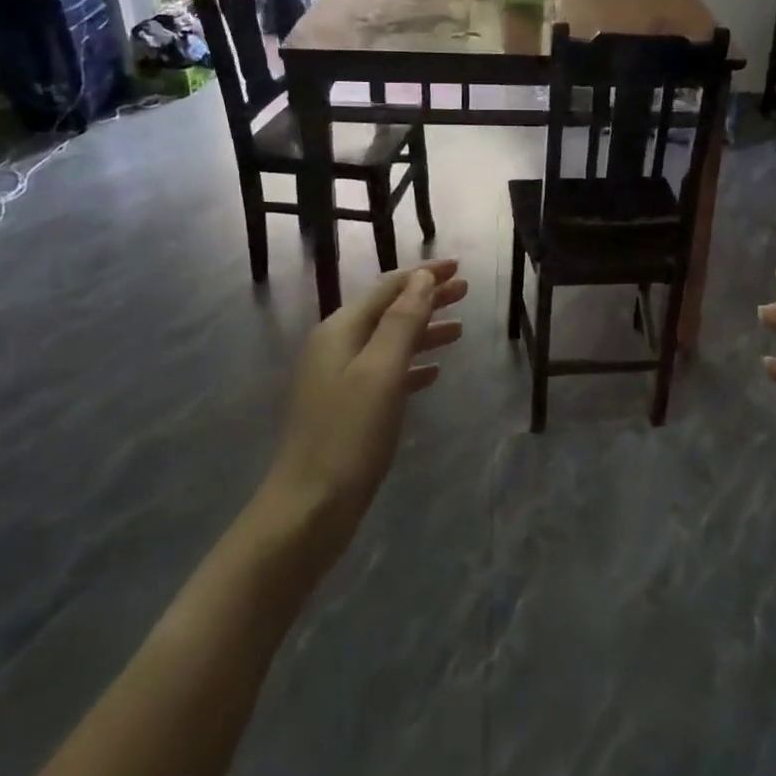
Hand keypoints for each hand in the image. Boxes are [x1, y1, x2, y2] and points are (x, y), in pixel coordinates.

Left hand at [263, 261, 467, 522]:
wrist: (309, 507)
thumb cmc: (348, 436)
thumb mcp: (381, 372)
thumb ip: (402, 321)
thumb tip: (421, 279)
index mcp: (340, 331)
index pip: (388, 288)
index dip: (423, 275)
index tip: (459, 267)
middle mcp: (336, 347)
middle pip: (388, 310)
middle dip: (426, 298)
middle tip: (466, 291)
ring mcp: (339, 379)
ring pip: (389, 341)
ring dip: (423, 330)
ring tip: (459, 328)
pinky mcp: (347, 408)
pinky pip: (385, 372)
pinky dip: (411, 365)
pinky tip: (434, 372)